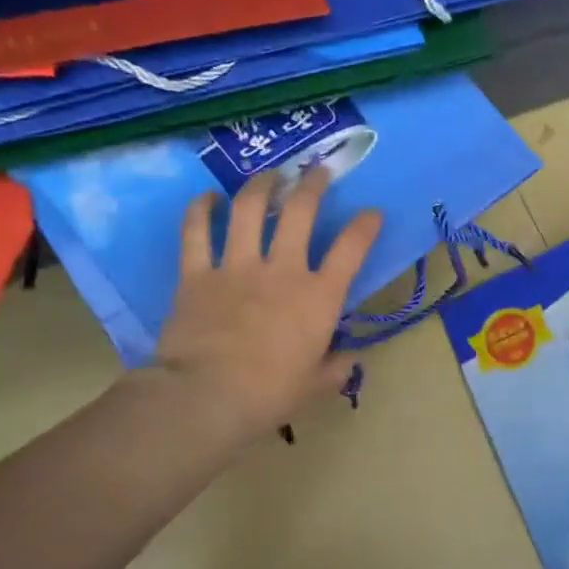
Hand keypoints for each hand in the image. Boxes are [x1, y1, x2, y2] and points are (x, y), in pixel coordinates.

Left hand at [149, 165, 380, 444]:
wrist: (208, 396)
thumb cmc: (270, 395)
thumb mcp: (316, 386)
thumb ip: (336, 367)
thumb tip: (348, 358)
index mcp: (319, 297)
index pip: (351, 249)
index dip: (365, 226)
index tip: (372, 213)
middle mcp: (282, 270)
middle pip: (301, 211)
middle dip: (313, 184)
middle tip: (317, 171)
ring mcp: (237, 266)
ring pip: (250, 209)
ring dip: (262, 185)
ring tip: (269, 175)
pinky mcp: (197, 273)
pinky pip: (196, 232)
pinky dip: (200, 210)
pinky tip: (207, 197)